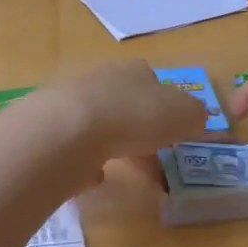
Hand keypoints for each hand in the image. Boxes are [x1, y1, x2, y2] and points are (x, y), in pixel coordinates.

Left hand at [24, 60, 210, 164]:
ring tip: (125, 168)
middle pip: (126, 102)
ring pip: (100, 122)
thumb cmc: (134, 117)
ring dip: (113, 142)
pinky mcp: (51, 129)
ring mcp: (72, 103)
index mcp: (135, 71)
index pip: (154, 82)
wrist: (68, 131)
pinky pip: (76, 145)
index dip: (166, 107)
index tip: (173, 131)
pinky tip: (95, 175)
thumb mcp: (183, 114)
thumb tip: (196, 117)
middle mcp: (102, 79)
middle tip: (152, 156)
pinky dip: (87, 159)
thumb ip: (194, 115)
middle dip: (139, 127)